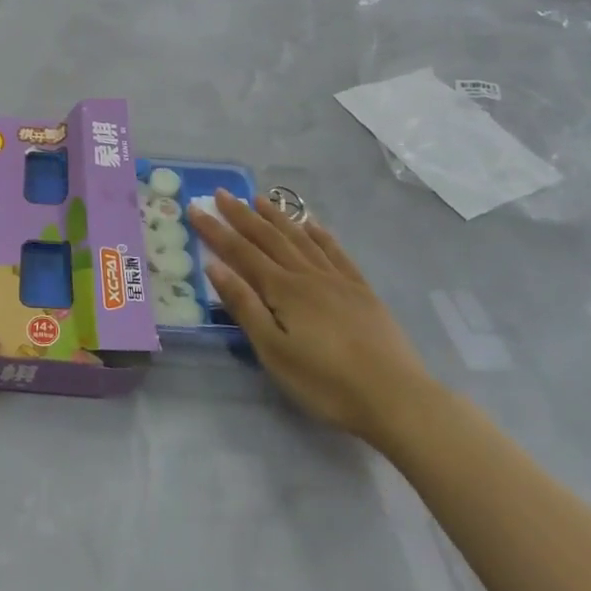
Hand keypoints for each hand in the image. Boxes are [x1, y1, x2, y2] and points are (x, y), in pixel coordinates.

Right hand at [190, 191, 444, 448]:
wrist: (396, 397)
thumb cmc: (325, 382)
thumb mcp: (274, 351)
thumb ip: (244, 306)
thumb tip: (214, 266)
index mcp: (283, 290)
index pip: (241, 252)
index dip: (216, 229)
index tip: (195, 208)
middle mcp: (308, 275)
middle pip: (269, 238)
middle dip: (242, 215)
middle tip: (222, 193)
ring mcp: (338, 280)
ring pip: (301, 238)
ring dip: (278, 217)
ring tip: (259, 199)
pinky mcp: (362, 291)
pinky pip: (336, 252)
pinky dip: (320, 234)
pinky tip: (312, 224)